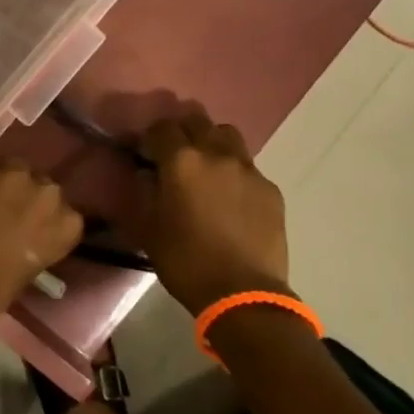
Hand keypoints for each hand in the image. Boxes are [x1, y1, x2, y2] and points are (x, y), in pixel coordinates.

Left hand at [0, 163, 82, 334]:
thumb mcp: (28, 270)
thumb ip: (34, 243)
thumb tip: (21, 236)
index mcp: (66, 224)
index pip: (64, 211)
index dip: (43, 217)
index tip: (30, 226)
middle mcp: (46, 193)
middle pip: (40, 184)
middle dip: (25, 195)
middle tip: (6, 212)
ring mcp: (10, 177)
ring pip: (11, 169)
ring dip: (1, 183)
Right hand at [139, 112, 290, 314]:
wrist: (243, 293)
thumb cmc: (185, 261)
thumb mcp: (148, 229)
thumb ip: (143, 192)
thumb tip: (145, 173)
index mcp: (182, 161)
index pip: (162, 127)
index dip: (149, 136)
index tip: (143, 151)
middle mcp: (216, 154)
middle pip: (197, 121)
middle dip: (181, 130)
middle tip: (172, 153)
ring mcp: (248, 169)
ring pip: (227, 136)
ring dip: (211, 141)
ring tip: (204, 166)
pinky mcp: (270, 189)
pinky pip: (248, 166)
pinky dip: (233, 171)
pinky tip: (229, 196)